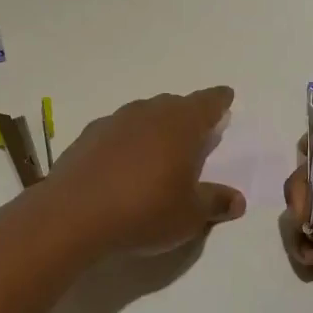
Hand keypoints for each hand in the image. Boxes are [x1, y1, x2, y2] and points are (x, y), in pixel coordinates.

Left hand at [49, 87, 245, 255]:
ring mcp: (115, 121)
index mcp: (181, 125)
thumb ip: (214, 202)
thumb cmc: (145, 211)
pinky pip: (117, 130)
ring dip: (155, 126)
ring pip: (143, 114)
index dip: (219, 100)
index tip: (225, 96)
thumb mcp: (189, 215)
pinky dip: (127, 140)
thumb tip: (237, 200)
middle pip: (174, 105)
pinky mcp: (88, 136)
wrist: (75, 214)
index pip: (207, 103)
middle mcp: (149, 113)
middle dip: (187, 114)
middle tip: (195, 131)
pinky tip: (124, 162)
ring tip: (159, 148)